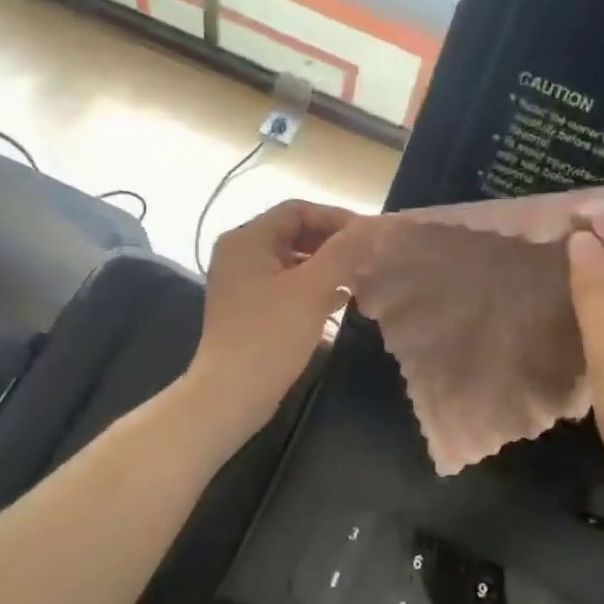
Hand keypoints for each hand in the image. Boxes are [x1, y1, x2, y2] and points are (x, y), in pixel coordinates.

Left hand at [185, 198, 361, 448]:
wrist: (231, 393)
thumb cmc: (270, 335)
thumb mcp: (312, 289)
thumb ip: (343, 253)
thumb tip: (371, 228)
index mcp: (247, 239)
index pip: (297, 210)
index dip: (335, 218)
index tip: (369, 236)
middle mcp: (240, 254)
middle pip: (294, 234)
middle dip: (333, 244)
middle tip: (368, 257)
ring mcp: (242, 284)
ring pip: (292, 263)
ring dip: (326, 267)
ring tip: (360, 278)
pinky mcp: (249, 310)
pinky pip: (285, 287)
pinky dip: (312, 289)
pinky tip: (340, 301)